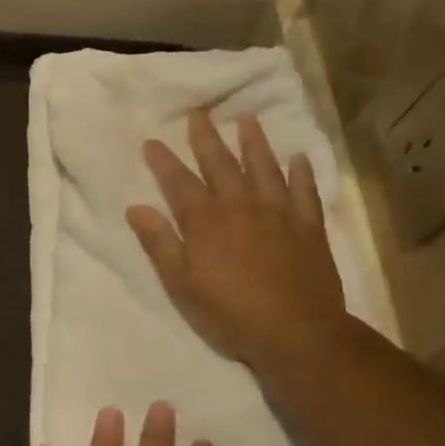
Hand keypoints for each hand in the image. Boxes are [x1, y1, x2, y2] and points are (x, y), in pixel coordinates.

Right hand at [126, 111, 347, 367]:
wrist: (297, 333)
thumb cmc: (230, 313)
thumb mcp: (182, 284)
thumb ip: (160, 244)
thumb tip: (136, 208)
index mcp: (205, 221)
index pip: (179, 182)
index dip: (163, 161)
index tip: (152, 141)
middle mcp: (240, 206)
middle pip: (221, 164)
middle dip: (206, 137)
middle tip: (199, 112)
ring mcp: (278, 213)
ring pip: (264, 168)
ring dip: (255, 142)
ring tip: (248, 119)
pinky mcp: (308, 227)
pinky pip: (305, 191)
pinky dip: (302, 172)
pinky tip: (299, 157)